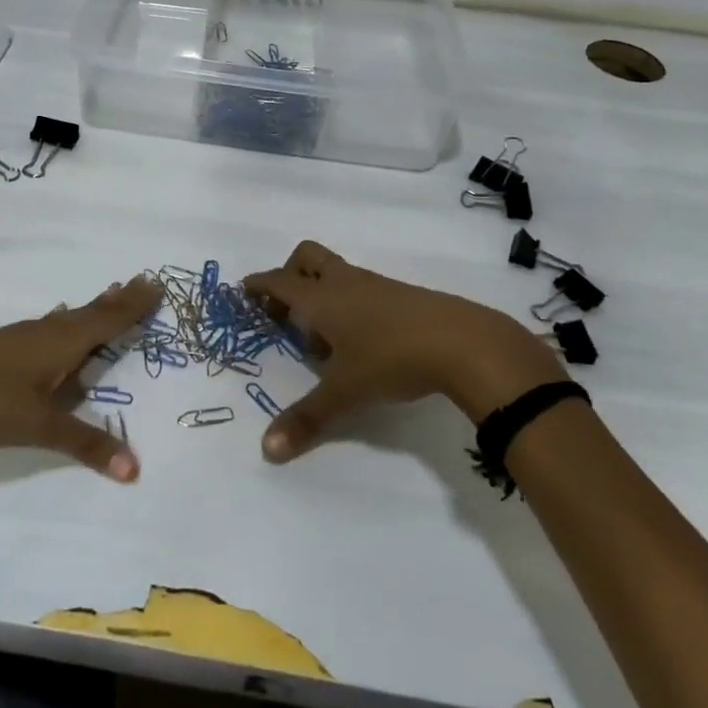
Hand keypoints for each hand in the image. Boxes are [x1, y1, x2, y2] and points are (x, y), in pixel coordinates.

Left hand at [0, 277, 160, 481]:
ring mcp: (16, 338)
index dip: (132, 306)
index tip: (155, 284)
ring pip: (63, 319)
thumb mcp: (40, 427)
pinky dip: (60, 323)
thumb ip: (87, 444)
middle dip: (115, 302)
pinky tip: (51, 325)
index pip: (106, 320)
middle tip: (139, 283)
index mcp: (60, 343)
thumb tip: (135, 468)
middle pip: (87, 313)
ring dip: (88, 310)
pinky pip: (43, 328)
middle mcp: (42, 333)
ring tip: (106, 298)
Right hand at [243, 240, 569, 461]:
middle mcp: (344, 282)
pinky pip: (360, 288)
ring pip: (336, 273)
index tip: (243, 290)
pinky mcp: (401, 295)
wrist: (463, 342)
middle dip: (289, 275)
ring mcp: (375, 285)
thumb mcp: (344, 392)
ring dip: (321, 294)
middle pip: (306, 257)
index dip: (258, 285)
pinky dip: (348, 305)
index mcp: (320, 298)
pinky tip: (359, 342)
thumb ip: (307, 419)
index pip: (278, 281)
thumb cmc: (391, 359)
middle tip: (284, 310)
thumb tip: (268, 450)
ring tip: (323, 340)